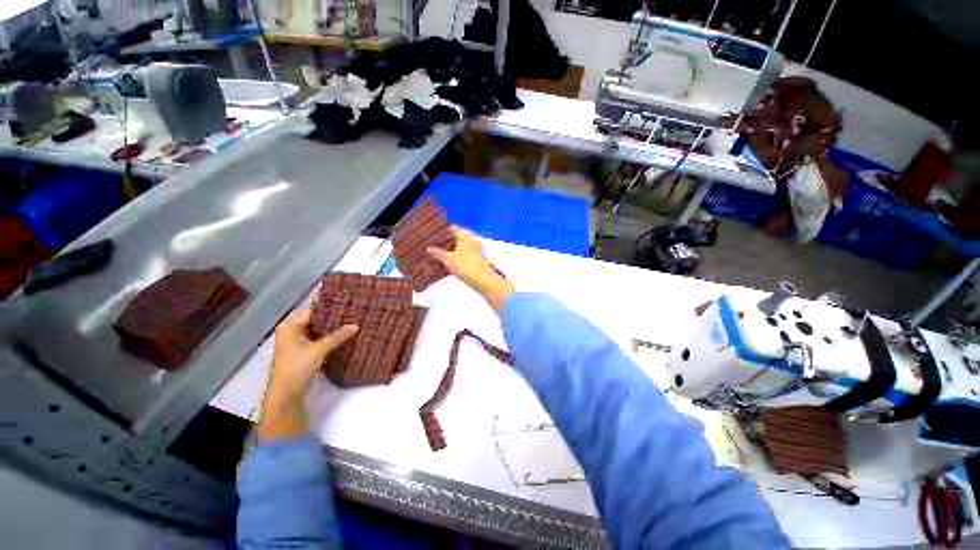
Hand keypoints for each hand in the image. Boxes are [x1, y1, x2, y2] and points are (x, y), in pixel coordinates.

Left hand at [258, 310, 357, 441]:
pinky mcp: (303, 353)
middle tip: (351, 314)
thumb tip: (356, 325)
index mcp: (290, 328)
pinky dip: (328, 339)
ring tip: (350, 323)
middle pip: (314, 321)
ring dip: (331, 330)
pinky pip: (317, 341)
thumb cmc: (298, 367)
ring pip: (317, 332)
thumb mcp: (319, 350)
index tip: (345, 305)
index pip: (311, 312)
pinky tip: (342, 337)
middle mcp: (291, 333)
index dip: (327, 308)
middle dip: (331, 319)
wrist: (287, 395)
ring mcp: (297, 344)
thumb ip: (337, 336)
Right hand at [427, 227, 515, 312]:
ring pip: (463, 246)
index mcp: (465, 235)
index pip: (454, 228)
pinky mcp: (479, 259)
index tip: (434, 234)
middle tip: (435, 244)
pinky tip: (451, 261)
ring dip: (454, 249)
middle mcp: (472, 240)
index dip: (444, 230)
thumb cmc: (465, 266)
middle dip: (448, 240)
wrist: (484, 280)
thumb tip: (428, 248)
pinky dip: (459, 256)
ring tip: (441, 253)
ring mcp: (477, 249)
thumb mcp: (448, 259)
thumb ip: (438, 253)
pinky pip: (466, 254)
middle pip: (459, 237)